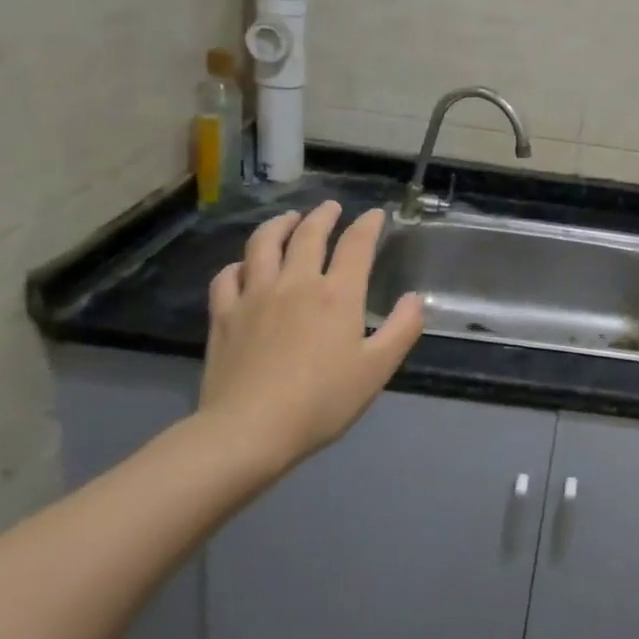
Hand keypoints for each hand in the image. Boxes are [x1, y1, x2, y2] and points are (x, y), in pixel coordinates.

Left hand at [199, 204, 423, 479]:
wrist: (249, 430)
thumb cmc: (322, 401)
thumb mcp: (377, 369)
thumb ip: (402, 329)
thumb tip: (415, 299)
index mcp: (338, 294)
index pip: (356, 245)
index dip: (368, 225)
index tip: (375, 214)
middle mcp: (296, 283)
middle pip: (309, 235)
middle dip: (323, 216)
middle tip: (331, 207)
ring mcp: (255, 295)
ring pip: (264, 244)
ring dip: (279, 225)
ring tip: (288, 219)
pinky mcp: (224, 315)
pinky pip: (227, 276)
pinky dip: (239, 264)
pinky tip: (243, 267)